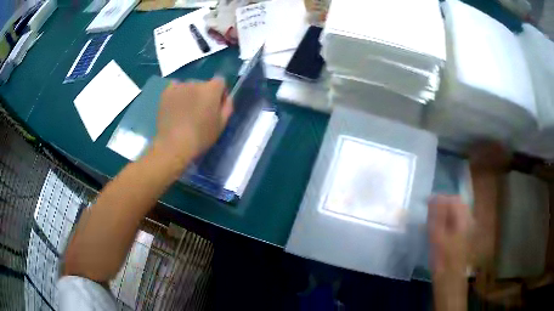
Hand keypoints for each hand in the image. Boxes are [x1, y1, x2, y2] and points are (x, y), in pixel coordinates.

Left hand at [154, 78, 232, 166]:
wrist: (173, 144)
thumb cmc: (201, 136)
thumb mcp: (221, 125)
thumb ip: (227, 107)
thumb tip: (225, 98)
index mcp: (212, 89)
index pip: (220, 81)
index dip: (220, 93)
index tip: (217, 105)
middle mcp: (196, 82)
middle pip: (204, 84)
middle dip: (204, 94)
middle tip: (200, 111)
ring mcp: (179, 86)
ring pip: (189, 86)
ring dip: (190, 94)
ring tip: (186, 111)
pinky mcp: (166, 93)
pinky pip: (175, 88)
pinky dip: (177, 94)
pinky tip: (175, 106)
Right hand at [428, 195, 471, 310]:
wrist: (451, 280)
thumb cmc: (443, 260)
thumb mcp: (436, 237)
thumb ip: (436, 215)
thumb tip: (433, 197)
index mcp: (464, 219)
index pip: (454, 199)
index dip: (440, 198)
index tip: (427, 204)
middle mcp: (469, 220)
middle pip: (458, 204)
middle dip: (444, 205)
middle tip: (430, 213)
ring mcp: (469, 229)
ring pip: (458, 213)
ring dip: (446, 213)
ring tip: (434, 222)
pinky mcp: (466, 236)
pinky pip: (458, 222)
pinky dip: (449, 221)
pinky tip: (441, 231)